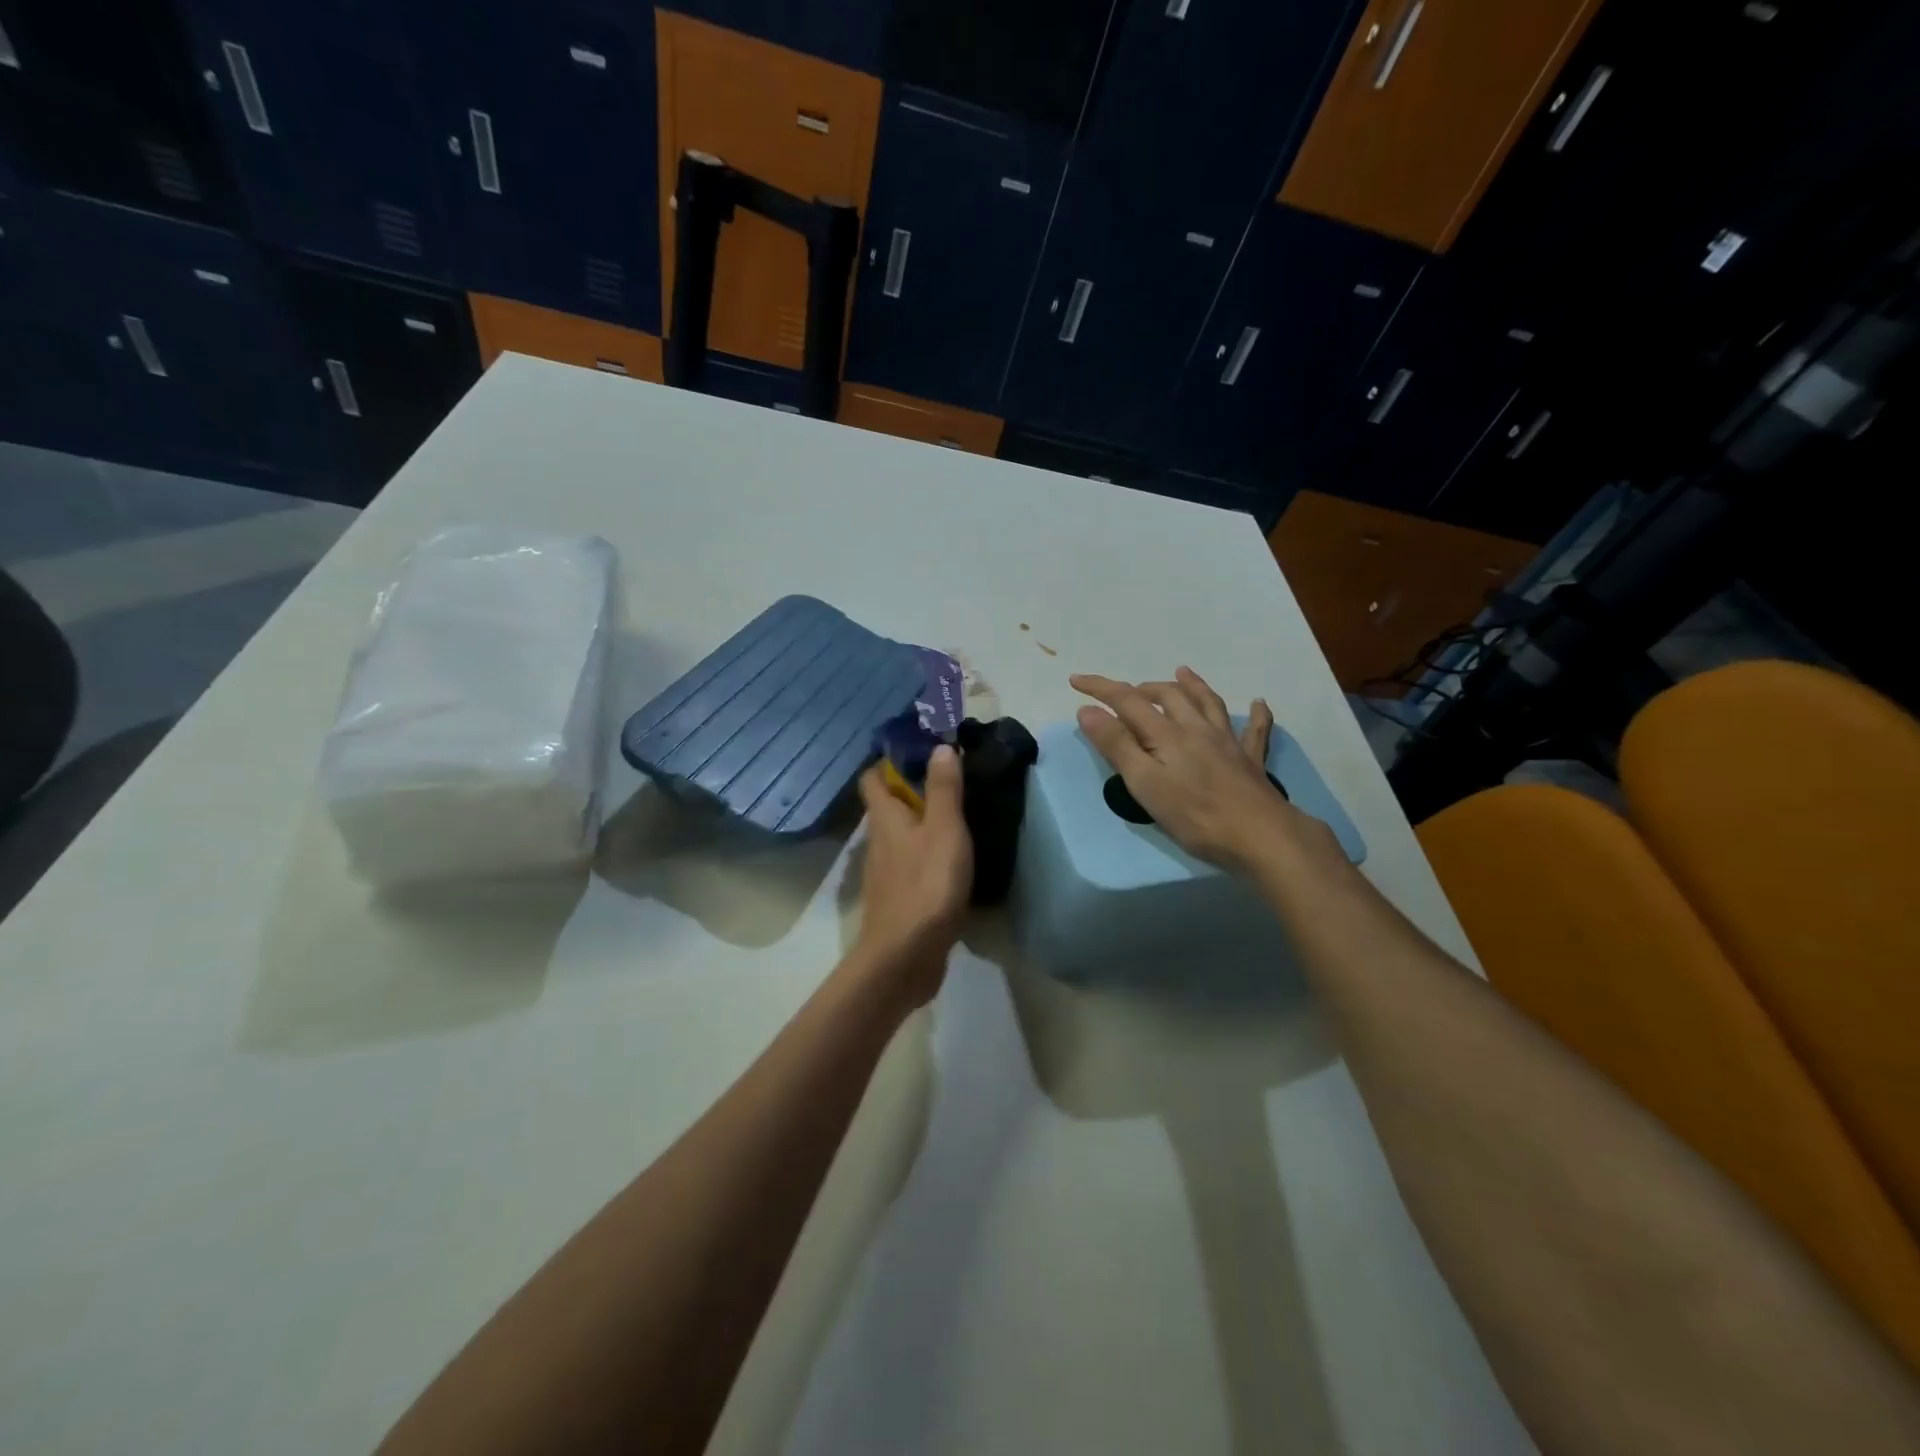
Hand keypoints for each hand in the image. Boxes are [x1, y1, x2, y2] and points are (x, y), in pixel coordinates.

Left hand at [851, 745, 972, 1005]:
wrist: (906, 956)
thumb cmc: (926, 884)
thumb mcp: (944, 829)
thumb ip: (943, 789)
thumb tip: (938, 746)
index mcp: (884, 818)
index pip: (873, 778)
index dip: (891, 761)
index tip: (922, 752)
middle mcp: (878, 841)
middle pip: (887, 806)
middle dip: (912, 790)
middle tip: (950, 781)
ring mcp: (886, 873)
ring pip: (900, 836)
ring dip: (921, 824)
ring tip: (957, 817)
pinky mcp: (898, 899)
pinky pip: (910, 865)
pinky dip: (926, 855)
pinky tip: (952, 861)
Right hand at [1072, 666, 1310, 872]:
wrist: (1261, 836)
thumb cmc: (1196, 815)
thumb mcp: (1145, 784)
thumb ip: (1117, 745)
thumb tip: (1089, 710)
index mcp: (1167, 734)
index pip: (1127, 701)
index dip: (1100, 688)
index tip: (1076, 680)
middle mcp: (1197, 729)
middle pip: (1168, 696)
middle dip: (1142, 689)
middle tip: (1124, 693)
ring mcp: (1228, 742)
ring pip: (1208, 703)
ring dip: (1192, 685)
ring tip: (1182, 671)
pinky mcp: (1250, 761)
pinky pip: (1255, 731)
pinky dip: (1255, 714)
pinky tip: (1258, 704)